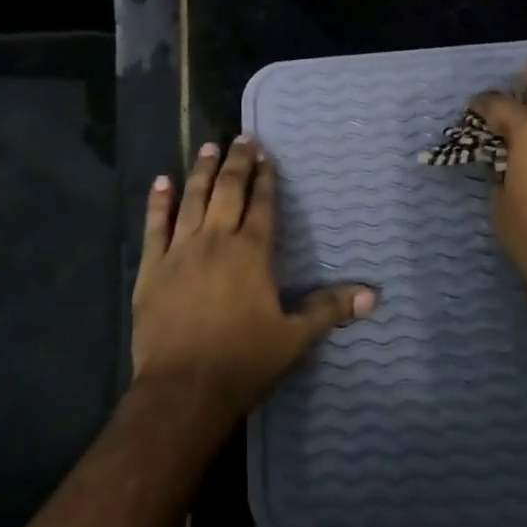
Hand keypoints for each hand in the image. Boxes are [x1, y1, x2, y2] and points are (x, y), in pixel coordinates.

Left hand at [133, 136, 375, 423]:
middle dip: (236, 163)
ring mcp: (180, 251)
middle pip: (228, 191)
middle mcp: (216, 240)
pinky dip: (158, 202)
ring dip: (201, 171)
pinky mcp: (152, 268)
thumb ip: (329, 309)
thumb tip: (373, 295)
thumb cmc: (244, 361)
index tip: (266, 156)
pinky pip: (155, 226)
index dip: (266, 178)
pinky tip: (162, 181)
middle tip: (241, 138)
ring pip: (192, 200)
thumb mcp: (294, 337)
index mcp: (252, 252)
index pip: (262, 205)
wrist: (184, 389)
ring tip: (208, 147)